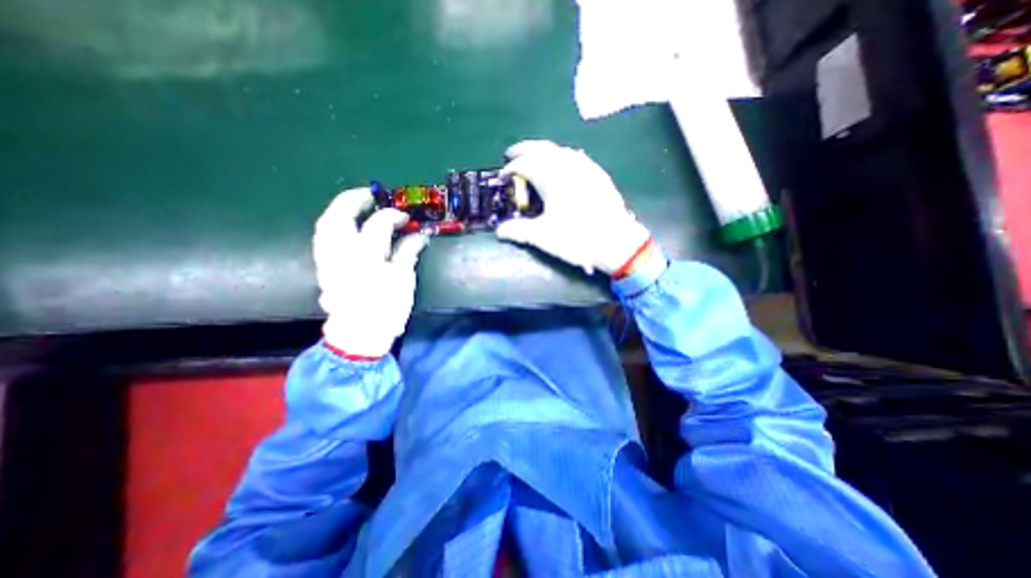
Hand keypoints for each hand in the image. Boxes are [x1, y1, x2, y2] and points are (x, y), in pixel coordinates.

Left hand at [312, 187, 429, 359]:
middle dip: (353, 200)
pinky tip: (345, 227)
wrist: (360, 335)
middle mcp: (341, 253)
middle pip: (339, 216)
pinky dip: (333, 226)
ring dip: (339, 210)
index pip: (378, 224)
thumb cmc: (386, 309)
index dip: (393, 216)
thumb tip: (420, 236)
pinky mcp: (324, 268)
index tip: (405, 218)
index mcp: (366, 256)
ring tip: (355, 206)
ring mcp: (329, 260)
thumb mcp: (403, 280)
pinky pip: (324, 238)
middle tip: (370, 195)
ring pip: (325, 225)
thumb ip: (408, 253)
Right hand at [495, 141, 645, 274]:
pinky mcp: (599, 175)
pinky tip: (564, 164)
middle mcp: (568, 166)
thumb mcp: (542, 236)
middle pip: (542, 149)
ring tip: (535, 158)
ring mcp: (586, 168)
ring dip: (544, 151)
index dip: (511, 168)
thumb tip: (499, 231)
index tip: (502, 176)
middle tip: (512, 154)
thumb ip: (518, 231)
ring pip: (560, 150)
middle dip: (525, 149)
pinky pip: (576, 157)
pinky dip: (563, 156)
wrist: (615, 242)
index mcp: (552, 177)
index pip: (525, 164)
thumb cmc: (576, 238)